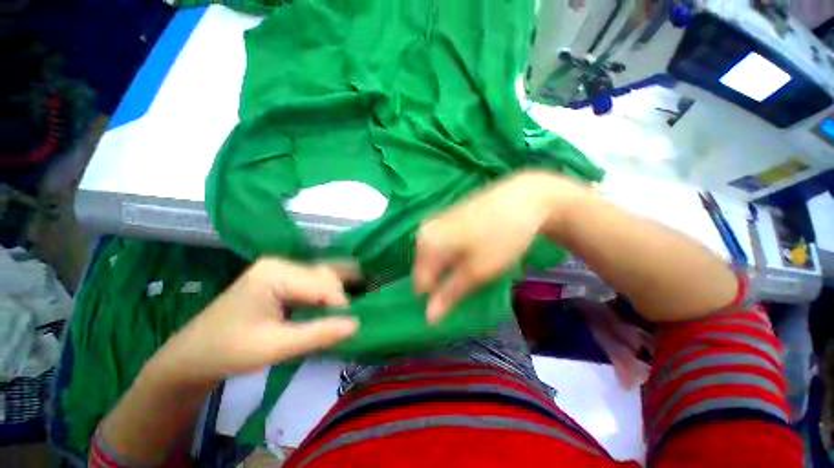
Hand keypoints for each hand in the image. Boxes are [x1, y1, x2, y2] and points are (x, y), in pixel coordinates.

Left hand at [149, 258, 359, 385]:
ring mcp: (281, 269)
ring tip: (349, 313)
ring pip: (323, 277)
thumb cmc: (228, 351)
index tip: (350, 327)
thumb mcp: (274, 347)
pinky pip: (314, 282)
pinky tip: (335, 306)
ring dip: (337, 295)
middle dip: (340, 299)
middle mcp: (281, 263)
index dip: (341, 305)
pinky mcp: (282, 278)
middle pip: (325, 276)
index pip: (323, 284)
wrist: (193, 355)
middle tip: (348, 323)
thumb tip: (357, 324)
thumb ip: (318, 333)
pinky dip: (327, 295)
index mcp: (275, 273)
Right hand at [414, 171, 580, 323]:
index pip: (420, 284)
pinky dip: (454, 255)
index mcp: (426, 243)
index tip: (459, 300)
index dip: (438, 297)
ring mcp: (435, 222)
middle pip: (427, 270)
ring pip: (436, 259)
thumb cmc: (501, 236)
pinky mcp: (447, 219)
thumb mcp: (477, 271)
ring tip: (475, 267)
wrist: (524, 197)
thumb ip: (449, 294)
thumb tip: (428, 319)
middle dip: (445, 281)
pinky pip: (443, 246)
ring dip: (451, 269)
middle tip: (471, 282)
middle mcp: (424, 231)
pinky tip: (474, 251)